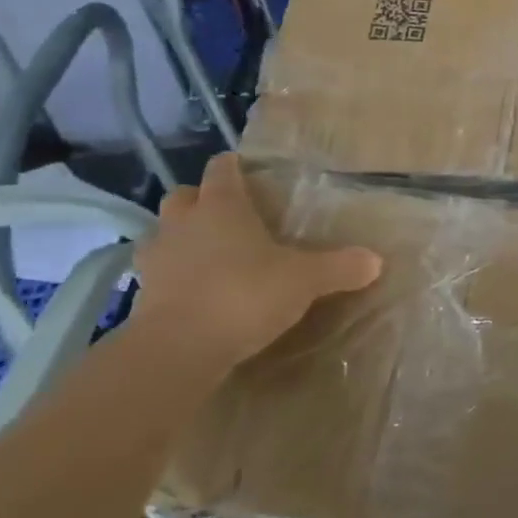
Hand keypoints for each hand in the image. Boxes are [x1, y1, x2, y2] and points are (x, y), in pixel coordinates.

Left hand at [133, 154, 380, 369]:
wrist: (177, 350)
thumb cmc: (244, 295)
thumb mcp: (306, 280)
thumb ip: (340, 267)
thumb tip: (376, 260)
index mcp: (222, 208)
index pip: (223, 172)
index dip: (232, 167)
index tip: (242, 167)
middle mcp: (184, 224)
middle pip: (184, 196)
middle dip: (201, 199)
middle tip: (227, 212)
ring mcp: (157, 259)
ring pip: (164, 232)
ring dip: (182, 236)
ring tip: (208, 251)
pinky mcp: (141, 296)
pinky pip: (158, 272)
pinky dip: (175, 275)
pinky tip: (195, 289)